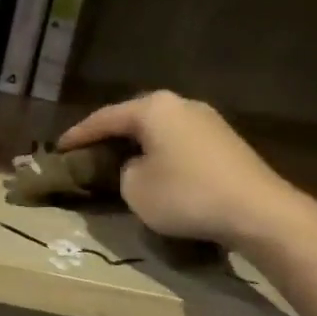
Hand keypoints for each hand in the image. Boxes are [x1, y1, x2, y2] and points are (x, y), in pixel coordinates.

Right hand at [58, 90, 295, 246]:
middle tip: (88, 154)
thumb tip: (135, 166)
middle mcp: (181, 104)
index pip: (105, 118)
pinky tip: (157, 172)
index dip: (78, 135)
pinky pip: (180, 143)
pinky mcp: (225, 142)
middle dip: (110, 137)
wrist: (257, 211)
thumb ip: (123, 171)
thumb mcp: (135, 189)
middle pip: (134, 119)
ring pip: (159, 131)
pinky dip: (162, 155)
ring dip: (138, 147)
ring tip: (119, 164)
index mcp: (153, 108)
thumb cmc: (186, 195)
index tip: (59, 148)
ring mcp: (208, 120)